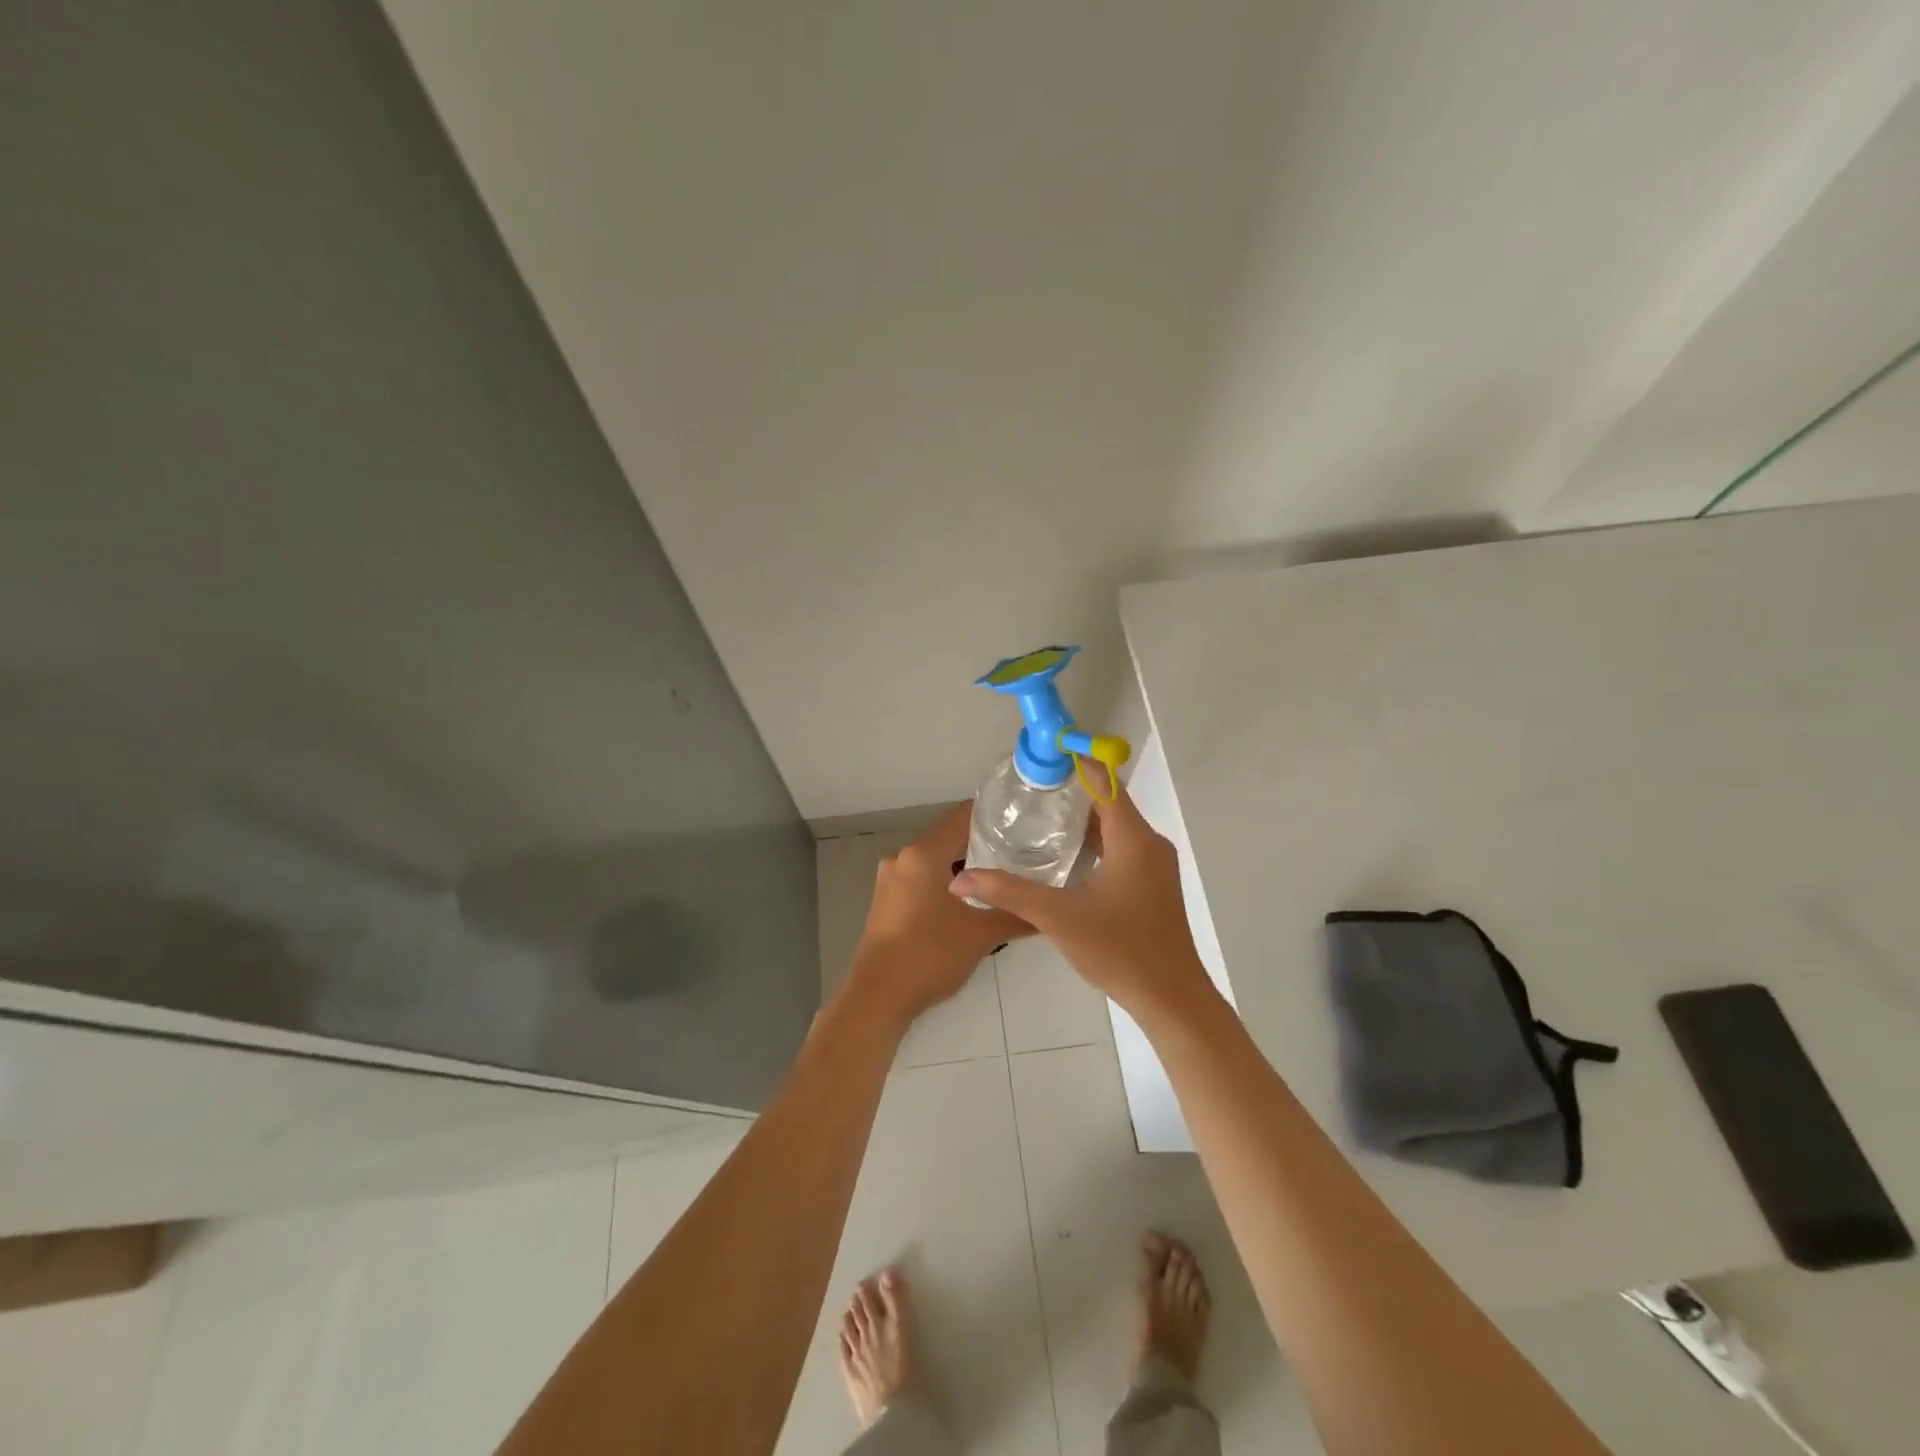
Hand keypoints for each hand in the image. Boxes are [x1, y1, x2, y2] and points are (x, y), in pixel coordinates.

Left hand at [846, 802, 1033, 1029]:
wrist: (879, 998)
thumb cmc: (929, 957)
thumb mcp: (981, 935)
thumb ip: (1015, 916)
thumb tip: (1047, 910)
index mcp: (923, 854)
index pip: (962, 816)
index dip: (992, 814)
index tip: (1020, 819)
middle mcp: (903, 857)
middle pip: (948, 836)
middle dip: (982, 842)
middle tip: (1020, 849)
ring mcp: (891, 879)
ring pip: (935, 859)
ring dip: (964, 864)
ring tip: (1002, 874)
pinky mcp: (888, 899)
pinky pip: (923, 877)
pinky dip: (946, 880)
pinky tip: (971, 898)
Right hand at [948, 780, 1213, 1025]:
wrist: (1172, 999)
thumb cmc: (1120, 951)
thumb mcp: (1058, 918)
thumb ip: (1009, 892)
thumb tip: (960, 880)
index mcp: (1133, 839)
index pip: (1104, 782)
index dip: (1075, 762)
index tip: (1042, 753)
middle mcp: (1149, 843)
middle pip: (1109, 801)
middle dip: (1071, 790)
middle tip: (1028, 788)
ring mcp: (1155, 864)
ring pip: (1116, 826)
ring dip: (1082, 817)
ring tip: (1039, 815)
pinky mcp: (1153, 883)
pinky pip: (1122, 847)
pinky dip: (1095, 841)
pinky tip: (1065, 854)